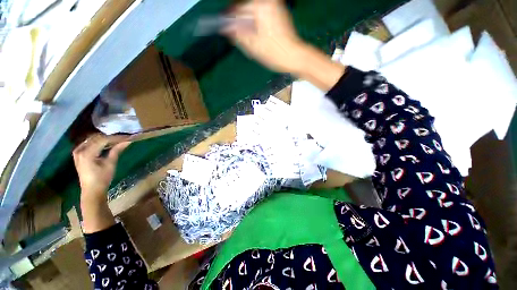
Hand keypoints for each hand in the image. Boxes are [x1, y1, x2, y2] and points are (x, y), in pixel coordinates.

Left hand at [72, 134, 130, 201]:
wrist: (91, 190)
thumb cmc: (102, 178)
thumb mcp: (110, 164)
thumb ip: (117, 150)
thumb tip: (128, 141)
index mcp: (87, 153)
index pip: (103, 140)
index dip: (116, 138)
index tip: (127, 137)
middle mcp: (80, 149)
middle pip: (96, 138)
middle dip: (110, 137)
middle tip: (123, 137)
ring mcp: (78, 151)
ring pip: (92, 139)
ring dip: (104, 138)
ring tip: (116, 139)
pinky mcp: (79, 154)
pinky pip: (89, 143)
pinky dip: (98, 142)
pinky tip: (106, 143)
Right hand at [223, 0, 305, 73]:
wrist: (294, 57)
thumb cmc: (275, 53)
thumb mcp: (252, 46)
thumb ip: (236, 33)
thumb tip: (225, 27)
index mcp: (260, 6)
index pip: (237, 9)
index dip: (229, 20)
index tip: (223, 27)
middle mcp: (268, 1)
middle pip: (245, 10)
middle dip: (240, 24)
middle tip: (237, 38)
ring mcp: (275, 6)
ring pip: (253, 14)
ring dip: (248, 26)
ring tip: (249, 40)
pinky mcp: (279, 13)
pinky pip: (261, 17)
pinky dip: (256, 26)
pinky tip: (258, 38)